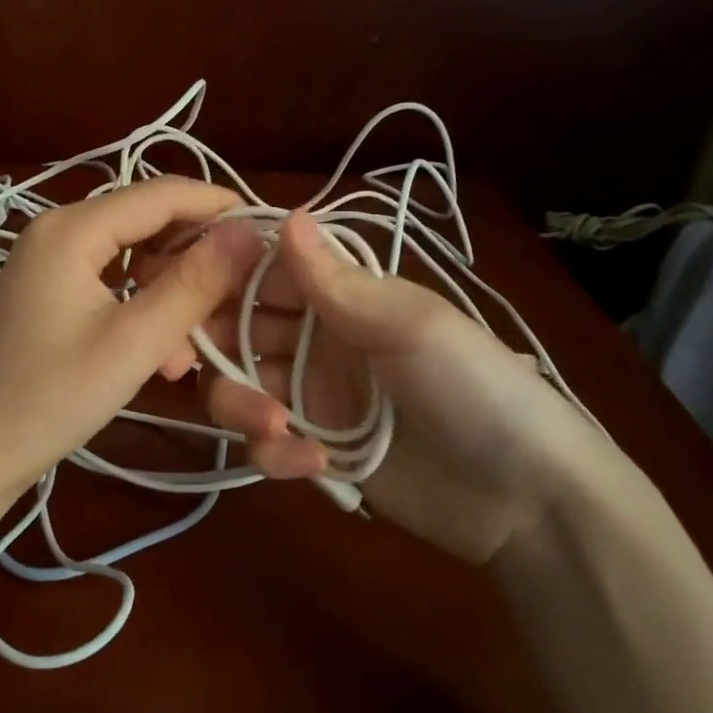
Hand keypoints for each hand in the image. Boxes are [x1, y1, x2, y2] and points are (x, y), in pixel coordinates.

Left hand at [0, 177, 266, 499]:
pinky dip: (144, 310)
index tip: (272, 236)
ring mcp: (50, 263)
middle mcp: (59, 231)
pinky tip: (165, 356)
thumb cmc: (49, 397)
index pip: (163, 194)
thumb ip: (193, 284)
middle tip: (240, 298)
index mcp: (73, 228)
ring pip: (134, 259)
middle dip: (197, 259)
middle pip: (148, 223)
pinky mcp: (49, 294)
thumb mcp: (133, 342)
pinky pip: (112, 285)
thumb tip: (249, 233)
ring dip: (172, 293)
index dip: (220, 208)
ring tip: (199, 344)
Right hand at [196, 210, 623, 563]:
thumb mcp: (412, 325)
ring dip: (242, 406)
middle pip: (238, 332)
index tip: (186, 291)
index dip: (223, 278)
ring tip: (276, 426)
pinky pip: (266, 445)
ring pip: (240, 389)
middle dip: (217, 348)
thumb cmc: (475, 388)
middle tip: (208, 367)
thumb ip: (338, 281)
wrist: (526, 497)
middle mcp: (317, 341)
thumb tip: (287, 214)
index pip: (264, 275)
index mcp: (342, 299)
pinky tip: (313, 463)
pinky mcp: (313, 452)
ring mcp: (313, 400)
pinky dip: (274, 453)